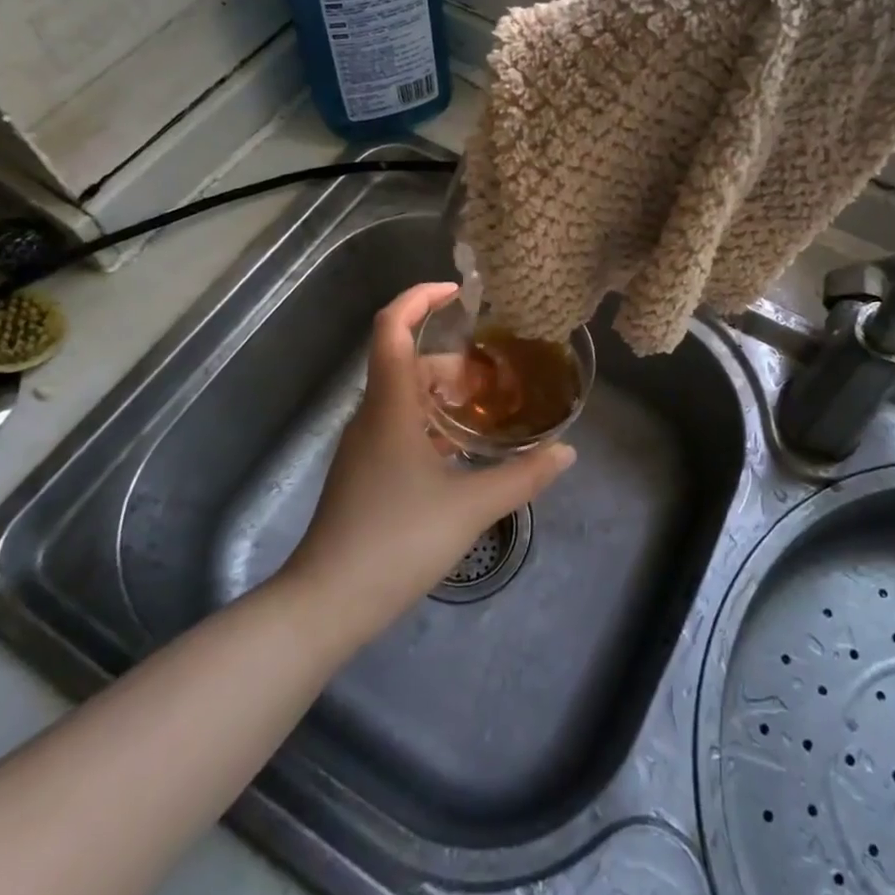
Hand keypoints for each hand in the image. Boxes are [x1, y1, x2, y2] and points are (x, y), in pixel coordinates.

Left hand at [283, 283, 575, 636]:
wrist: (328, 602)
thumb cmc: (396, 541)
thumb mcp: (470, 507)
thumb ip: (522, 476)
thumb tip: (566, 453)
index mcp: (390, 405)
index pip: (392, 327)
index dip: (419, 298)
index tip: (457, 292)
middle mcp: (372, 413)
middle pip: (408, 362)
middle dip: (454, 361)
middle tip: (497, 380)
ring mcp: (365, 443)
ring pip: (405, 395)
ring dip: (445, 394)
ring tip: (489, 412)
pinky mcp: (365, 469)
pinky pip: (401, 424)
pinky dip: (433, 422)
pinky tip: (462, 451)